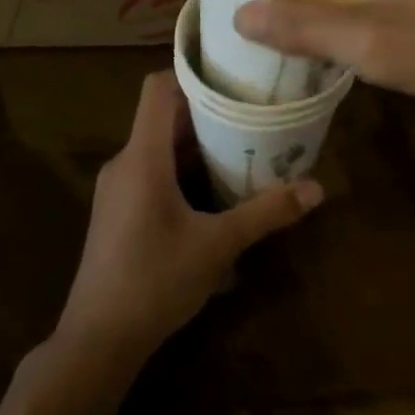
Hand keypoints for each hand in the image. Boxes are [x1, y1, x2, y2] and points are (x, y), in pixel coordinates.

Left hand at [54, 71, 323, 366]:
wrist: (97, 341)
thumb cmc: (155, 281)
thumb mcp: (218, 245)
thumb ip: (266, 213)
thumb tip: (317, 188)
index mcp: (142, 157)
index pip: (158, 88)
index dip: (192, 74)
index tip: (232, 75)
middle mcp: (125, 162)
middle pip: (164, 117)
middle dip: (208, 113)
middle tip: (253, 111)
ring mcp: (117, 188)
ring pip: (159, 147)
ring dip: (197, 144)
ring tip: (243, 146)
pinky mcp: (118, 211)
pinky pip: (152, 171)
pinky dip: (182, 169)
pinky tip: (214, 191)